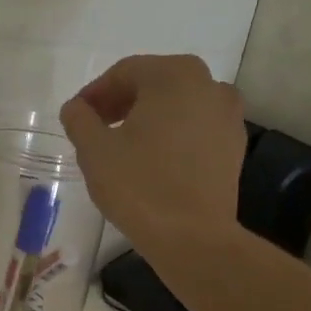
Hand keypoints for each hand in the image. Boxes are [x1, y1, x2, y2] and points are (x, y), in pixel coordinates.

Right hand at [59, 55, 247, 257]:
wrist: (193, 238)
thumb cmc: (140, 187)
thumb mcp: (94, 151)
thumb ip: (79, 120)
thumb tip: (76, 108)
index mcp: (173, 75)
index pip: (124, 73)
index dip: (95, 94)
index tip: (76, 117)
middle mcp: (208, 84)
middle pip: (155, 85)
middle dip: (122, 103)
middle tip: (97, 129)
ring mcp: (228, 116)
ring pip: (178, 107)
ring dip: (149, 119)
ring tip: (125, 147)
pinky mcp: (234, 147)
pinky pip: (196, 131)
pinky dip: (173, 137)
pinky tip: (155, 163)